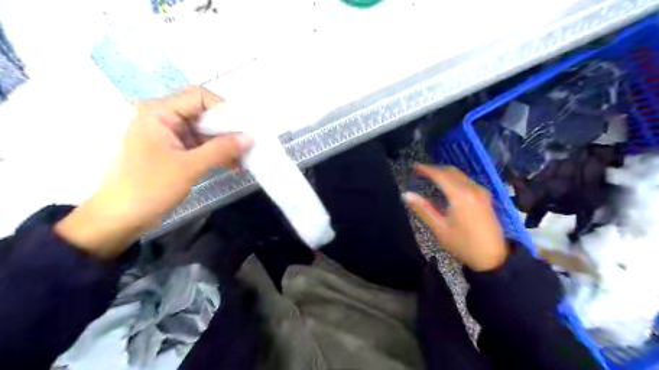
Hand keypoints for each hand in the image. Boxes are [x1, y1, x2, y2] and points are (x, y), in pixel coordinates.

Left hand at [55, 87, 252, 259]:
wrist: (120, 218)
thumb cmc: (150, 187)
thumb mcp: (190, 167)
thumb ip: (221, 149)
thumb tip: (249, 137)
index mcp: (159, 113)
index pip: (198, 97)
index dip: (223, 108)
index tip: (242, 127)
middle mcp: (164, 119)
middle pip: (203, 114)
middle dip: (227, 129)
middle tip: (249, 143)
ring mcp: (168, 136)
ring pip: (204, 131)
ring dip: (224, 144)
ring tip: (244, 157)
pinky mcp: (173, 152)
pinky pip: (199, 146)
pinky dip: (215, 153)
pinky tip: (232, 164)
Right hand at [405, 165, 504, 270]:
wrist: (492, 258)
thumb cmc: (463, 245)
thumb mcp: (439, 228)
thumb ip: (423, 209)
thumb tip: (406, 195)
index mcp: (460, 196)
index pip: (441, 175)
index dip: (427, 169)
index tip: (415, 167)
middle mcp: (473, 190)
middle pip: (452, 172)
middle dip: (436, 169)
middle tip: (421, 170)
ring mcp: (482, 193)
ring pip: (461, 175)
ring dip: (446, 173)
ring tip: (432, 176)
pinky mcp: (486, 198)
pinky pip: (468, 181)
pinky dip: (455, 179)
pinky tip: (449, 186)